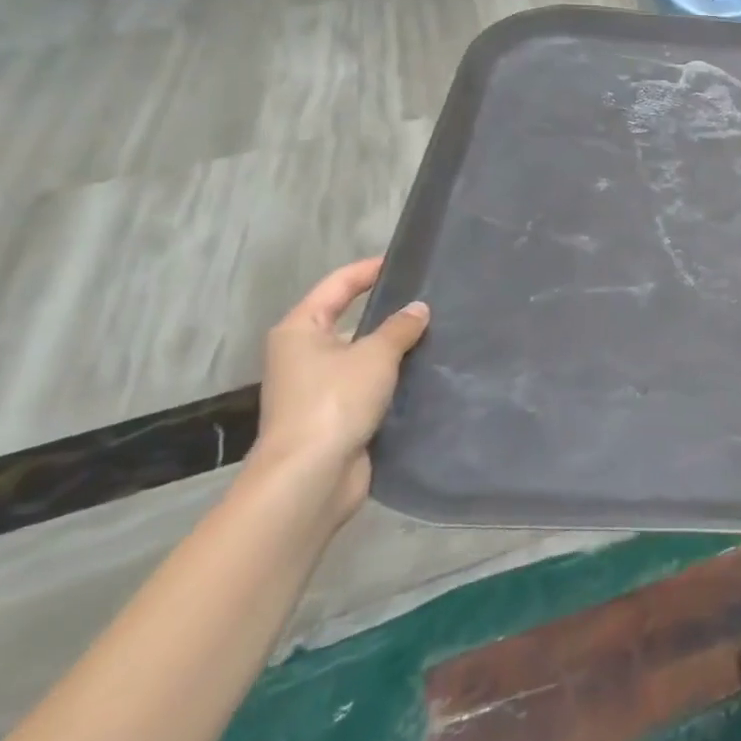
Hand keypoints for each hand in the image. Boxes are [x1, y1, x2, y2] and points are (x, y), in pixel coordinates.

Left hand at [251, 257, 428, 522]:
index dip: (369, 270)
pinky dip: (395, 379)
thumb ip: (400, 328)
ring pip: (364, 356)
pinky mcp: (338, 417)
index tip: (406, 262)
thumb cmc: (334, 402)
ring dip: (396, 348)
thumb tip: (418, 309)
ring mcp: (320, 388)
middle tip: (432, 299)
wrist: (309, 479)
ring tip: (440, 333)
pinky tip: (428, 372)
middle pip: (351, 320)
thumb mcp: (374, 355)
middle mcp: (304, 355)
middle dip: (389, 311)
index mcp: (300, 330)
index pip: (338, 285)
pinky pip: (371, 386)